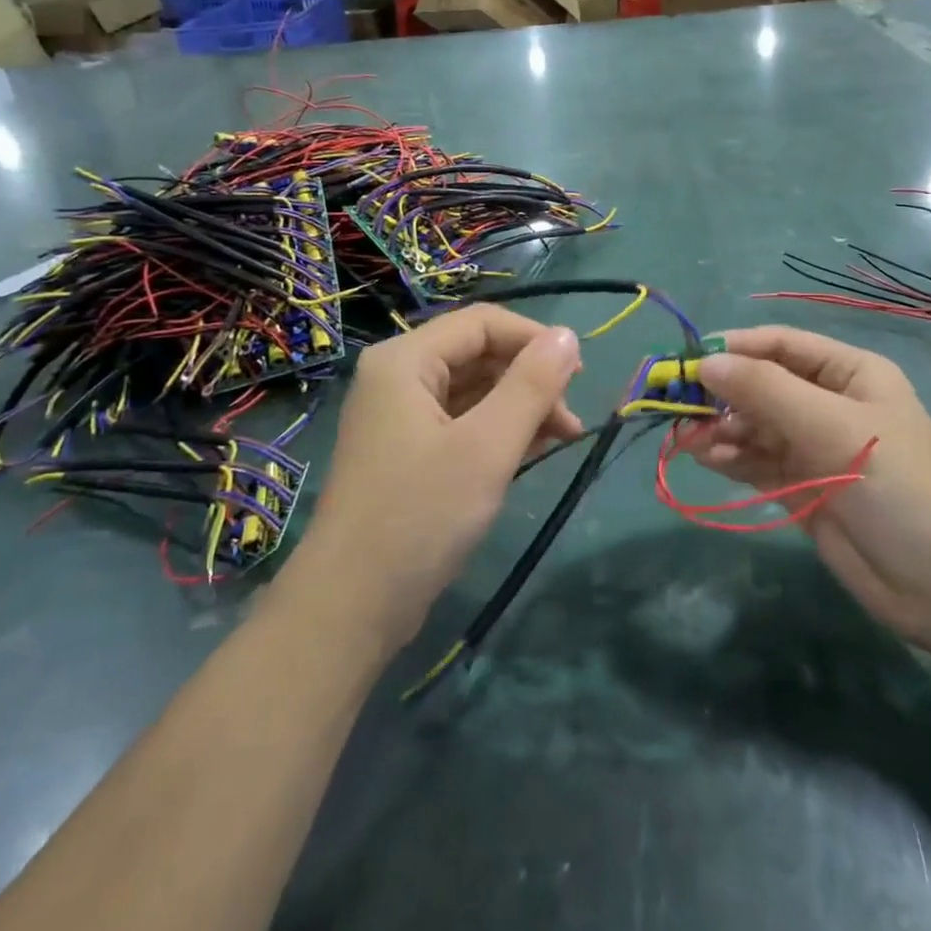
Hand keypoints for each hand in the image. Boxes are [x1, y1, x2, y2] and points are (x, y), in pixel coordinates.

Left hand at [295, 307, 583, 650]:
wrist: (352, 606)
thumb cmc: (420, 516)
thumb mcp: (487, 447)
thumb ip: (531, 386)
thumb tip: (569, 335)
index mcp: (405, 361)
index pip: (482, 323)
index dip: (535, 339)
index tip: (579, 373)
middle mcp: (399, 378)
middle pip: (478, 354)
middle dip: (530, 379)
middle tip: (572, 418)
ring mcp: (401, 418)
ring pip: (474, 391)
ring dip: (521, 407)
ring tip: (564, 438)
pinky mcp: (409, 453)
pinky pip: (463, 423)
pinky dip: (500, 431)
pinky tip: (533, 450)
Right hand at [687, 326, 930, 646]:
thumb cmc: (897, 485)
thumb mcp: (832, 427)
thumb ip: (765, 391)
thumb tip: (704, 362)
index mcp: (848, 373)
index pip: (780, 345)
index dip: (734, 349)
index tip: (688, 363)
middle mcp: (828, 404)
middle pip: (760, 386)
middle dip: (722, 395)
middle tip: (679, 409)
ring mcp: (813, 449)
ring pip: (752, 426)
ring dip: (720, 429)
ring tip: (690, 441)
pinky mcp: (801, 489)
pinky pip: (755, 462)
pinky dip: (729, 458)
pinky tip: (707, 460)